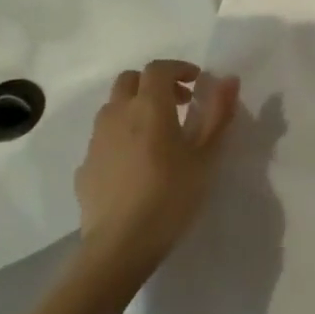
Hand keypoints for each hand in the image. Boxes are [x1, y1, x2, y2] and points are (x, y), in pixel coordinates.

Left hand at [73, 59, 239, 280]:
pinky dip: (122, 135)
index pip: (158, 69)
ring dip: (135, 107)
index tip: (197, 82)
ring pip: (113, 107)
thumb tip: (229, 80)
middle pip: (130, 80)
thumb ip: (218, 114)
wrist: (119, 245)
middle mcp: (118, 114)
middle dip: (154, 84)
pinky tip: (136, 164)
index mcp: (149, 107)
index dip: (178, 68)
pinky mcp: (85, 165)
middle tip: (178, 104)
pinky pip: (104, 137)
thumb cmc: (171, 195)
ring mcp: (97, 140)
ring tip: (158, 134)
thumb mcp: (206, 156)